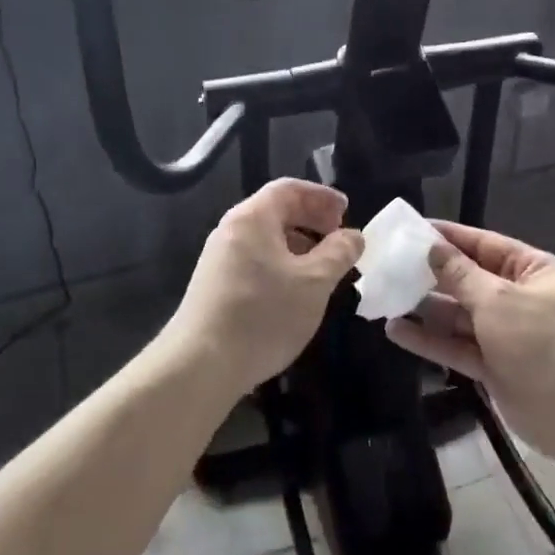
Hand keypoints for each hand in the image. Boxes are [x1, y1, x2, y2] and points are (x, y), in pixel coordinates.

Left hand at [166, 178, 363, 396]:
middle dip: (312, 220)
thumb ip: (338, 253)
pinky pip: (255, 259)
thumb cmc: (263, 314)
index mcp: (252, 218)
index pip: (289, 189)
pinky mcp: (216, 284)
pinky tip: (295, 290)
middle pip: (276, 210)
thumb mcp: (313, 283)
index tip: (347, 212)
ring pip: (266, 238)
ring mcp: (220, 258)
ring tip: (324, 267)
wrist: (201, 365)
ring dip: (299, 244)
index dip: (321, 196)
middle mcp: (232, 230)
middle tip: (339, 238)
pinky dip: (281, 263)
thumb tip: (353, 236)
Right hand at [385, 220, 554, 461]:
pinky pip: (457, 346)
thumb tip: (433, 248)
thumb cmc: (544, 343)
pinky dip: (429, 339)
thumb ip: (461, 275)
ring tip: (385, 297)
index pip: (485, 244)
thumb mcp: (500, 300)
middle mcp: (520, 298)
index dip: (449, 237)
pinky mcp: (494, 365)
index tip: (411, 230)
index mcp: (534, 271)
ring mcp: (506, 334)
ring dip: (425, 308)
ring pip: (459, 315)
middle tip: (388, 265)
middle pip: (468, 279)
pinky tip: (395, 331)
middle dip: (431, 274)